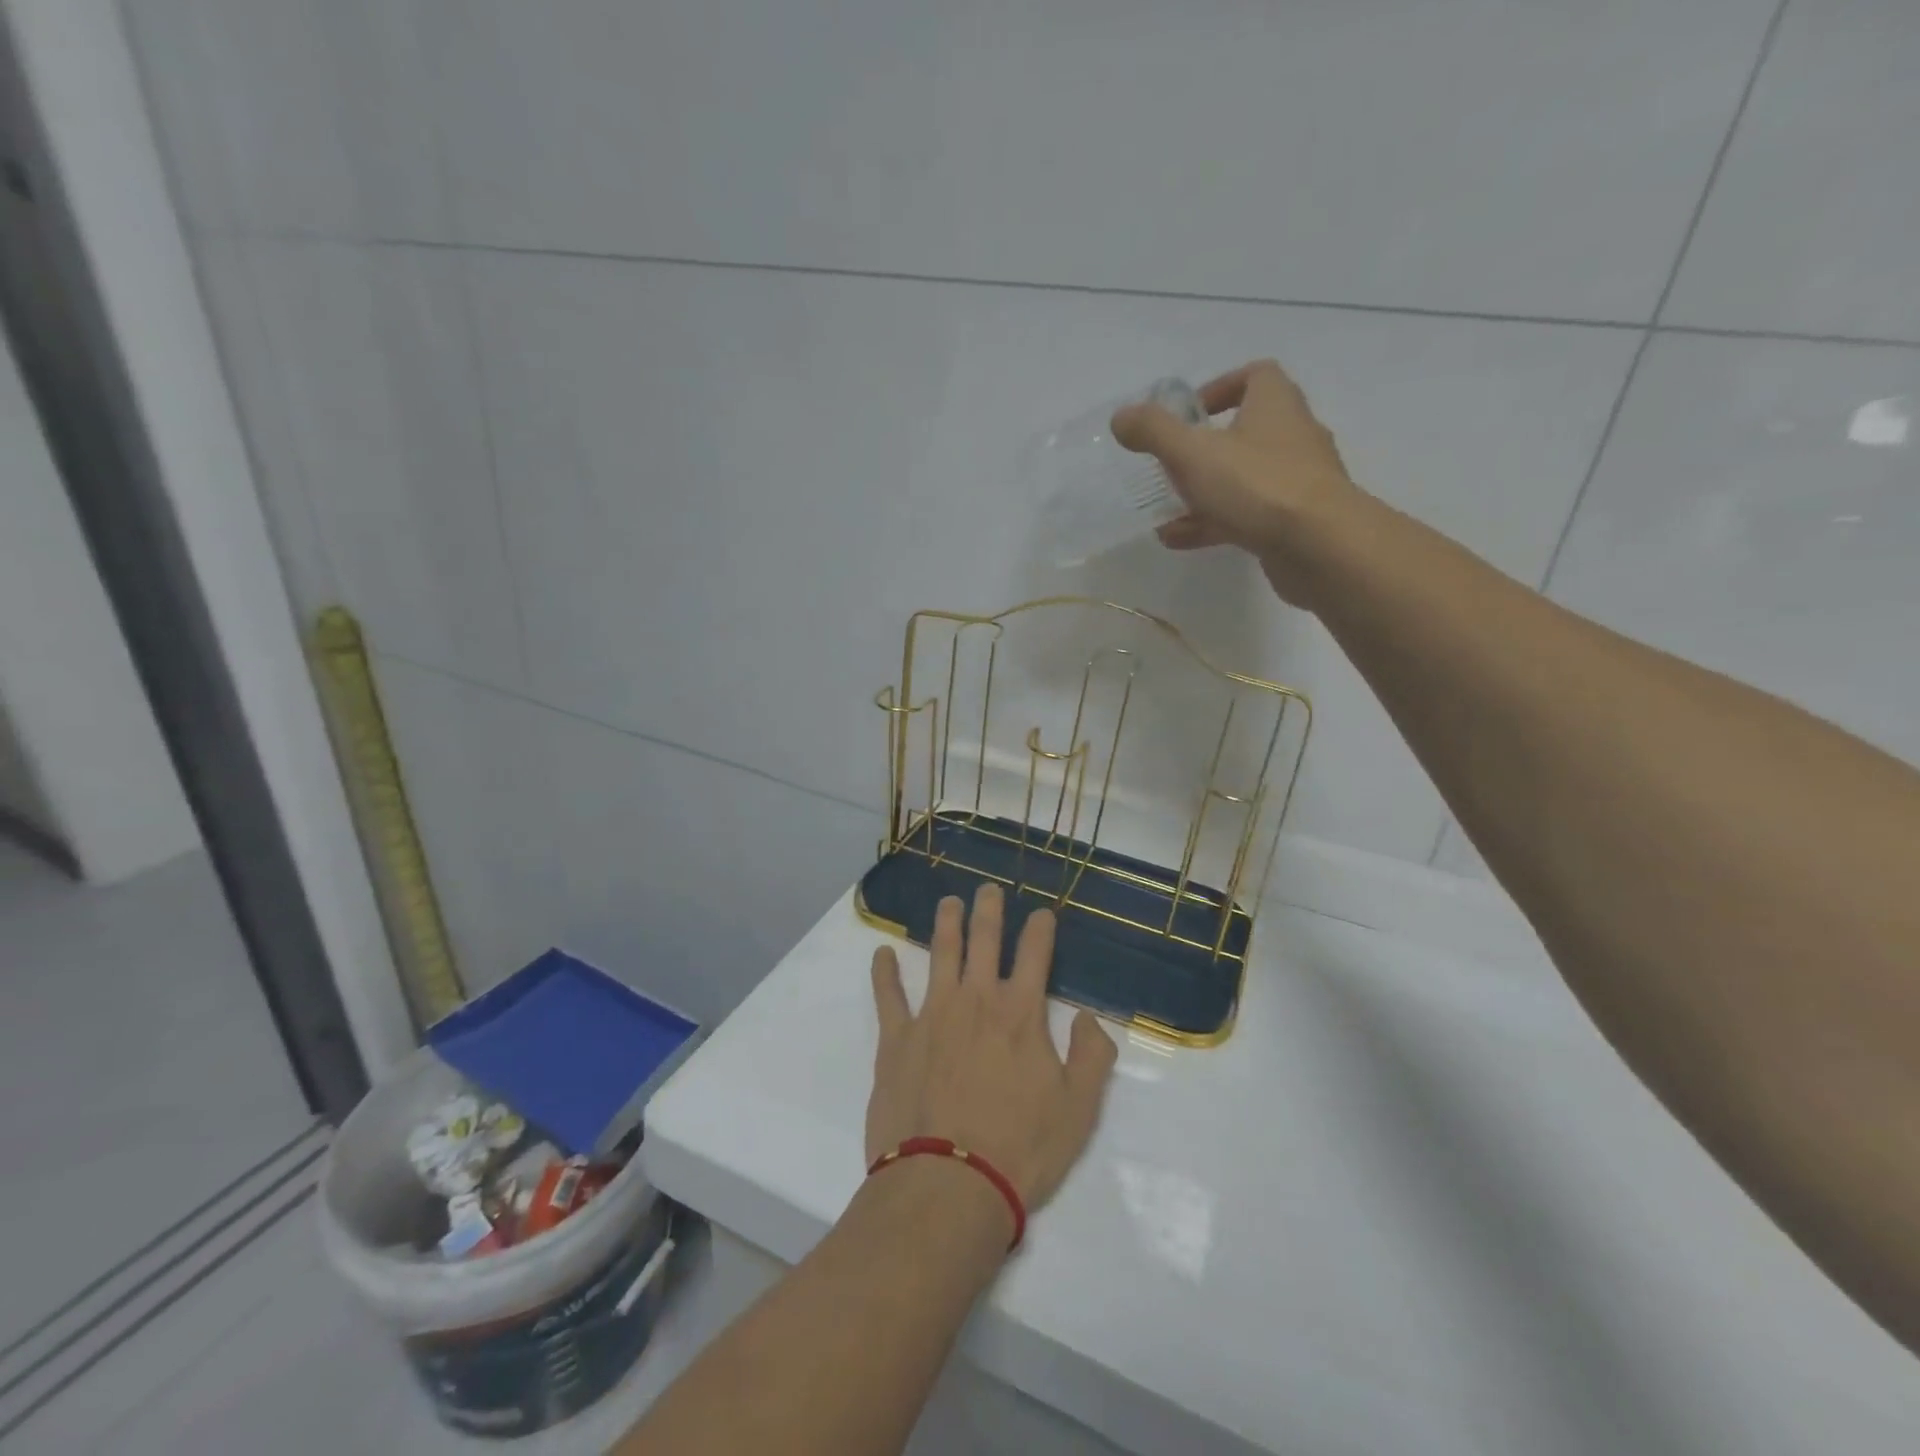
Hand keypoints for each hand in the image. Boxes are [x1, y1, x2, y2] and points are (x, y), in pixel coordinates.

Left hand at [866, 885, 1117, 1218]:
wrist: (948, 1185)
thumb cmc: (1020, 1149)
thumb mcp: (1079, 1109)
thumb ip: (1091, 1056)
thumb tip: (1086, 1017)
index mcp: (1020, 1013)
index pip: (1035, 954)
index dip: (1041, 928)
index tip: (1042, 913)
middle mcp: (976, 1000)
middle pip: (984, 940)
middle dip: (989, 910)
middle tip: (988, 889)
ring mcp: (932, 1014)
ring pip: (940, 953)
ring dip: (945, 923)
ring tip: (948, 902)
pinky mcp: (896, 1038)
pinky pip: (888, 995)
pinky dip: (884, 972)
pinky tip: (882, 954)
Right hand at [1110, 359, 1358, 606]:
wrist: (1319, 546)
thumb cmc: (1256, 485)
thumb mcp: (1192, 453)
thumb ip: (1154, 432)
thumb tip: (1121, 416)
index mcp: (1275, 405)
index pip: (1256, 376)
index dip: (1220, 388)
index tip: (1189, 414)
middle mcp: (1292, 436)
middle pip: (1247, 430)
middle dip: (1205, 448)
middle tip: (1171, 465)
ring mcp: (1296, 481)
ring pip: (1244, 478)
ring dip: (1204, 491)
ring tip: (1165, 510)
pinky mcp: (1294, 522)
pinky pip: (1247, 515)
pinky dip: (1213, 523)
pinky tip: (1178, 540)